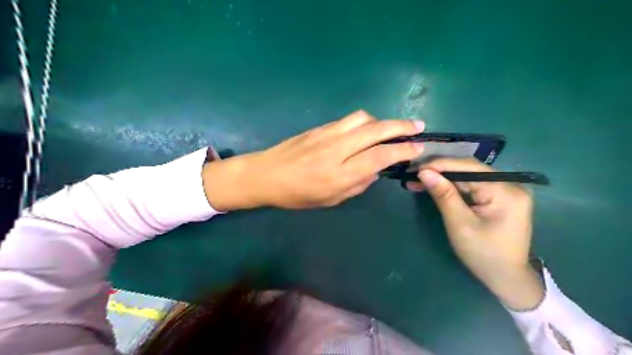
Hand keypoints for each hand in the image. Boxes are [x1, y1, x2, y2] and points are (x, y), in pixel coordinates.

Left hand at [203, 111, 423, 208]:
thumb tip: (376, 171)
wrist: (266, 175)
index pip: (380, 156)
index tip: (418, 147)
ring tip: (389, 129)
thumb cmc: (297, 195)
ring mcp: (327, 134)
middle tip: (417, 126)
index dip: (403, 150)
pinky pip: (347, 120)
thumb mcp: (330, 200)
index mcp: (340, 173)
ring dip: (381, 121)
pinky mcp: (319, 127)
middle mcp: (337, 149)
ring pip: (362, 119)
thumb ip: (357, 185)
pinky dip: (363, 122)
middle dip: (401, 126)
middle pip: (375, 130)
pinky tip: (365, 130)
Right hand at [411, 158, 542, 310]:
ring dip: (444, 178)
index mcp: (505, 191)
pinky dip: (453, 186)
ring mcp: (506, 190)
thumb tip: (424, 172)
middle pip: (469, 170)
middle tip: (414, 175)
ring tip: (419, 180)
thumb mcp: (459, 224)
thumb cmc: (483, 254)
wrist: (507, 278)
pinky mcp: (500, 197)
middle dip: (440, 171)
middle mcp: (510, 184)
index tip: (416, 168)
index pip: (469, 167)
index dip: (441, 164)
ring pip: (469, 177)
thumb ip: (443, 195)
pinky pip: (473, 185)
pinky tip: (436, 186)